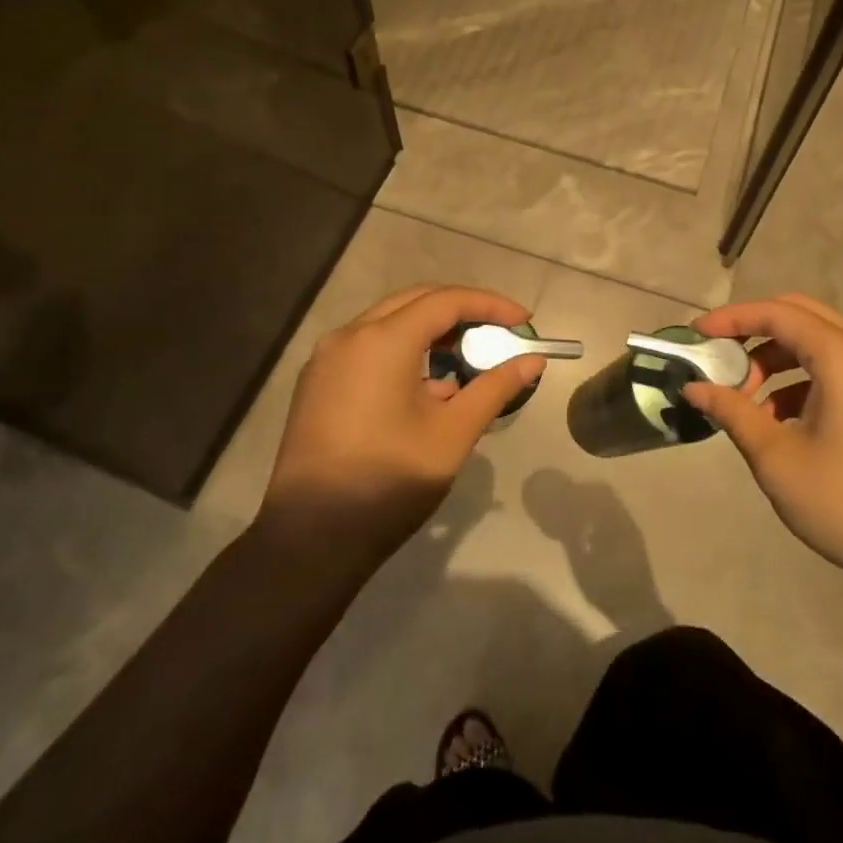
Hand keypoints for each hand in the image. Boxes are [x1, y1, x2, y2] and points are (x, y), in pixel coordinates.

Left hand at [258, 286, 544, 567]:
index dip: (490, 305)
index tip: (524, 322)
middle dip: (461, 311)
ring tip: (467, 360)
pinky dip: (403, 351)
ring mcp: (327, 358)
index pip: (446, 301)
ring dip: (431, 331)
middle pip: (416, 302)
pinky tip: (427, 387)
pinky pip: (368, 347)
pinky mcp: (317, 383)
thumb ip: (495, 388)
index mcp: (382, 341)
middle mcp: (349, 335)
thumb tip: (533, 361)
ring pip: (389, 323)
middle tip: (498, 333)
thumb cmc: (388, 482)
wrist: (309, 540)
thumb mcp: (453, 434)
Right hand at [685, 293, 842, 602]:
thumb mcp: (777, 458)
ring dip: (778, 359)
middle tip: (721, 360)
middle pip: (800, 316)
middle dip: (754, 332)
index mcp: (842, 356)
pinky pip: (838, 368)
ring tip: (748, 402)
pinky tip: (784, 421)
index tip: (695, 334)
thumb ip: (733, 412)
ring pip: (819, 343)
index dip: (731, 318)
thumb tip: (694, 388)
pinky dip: (803, 380)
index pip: (776, 313)